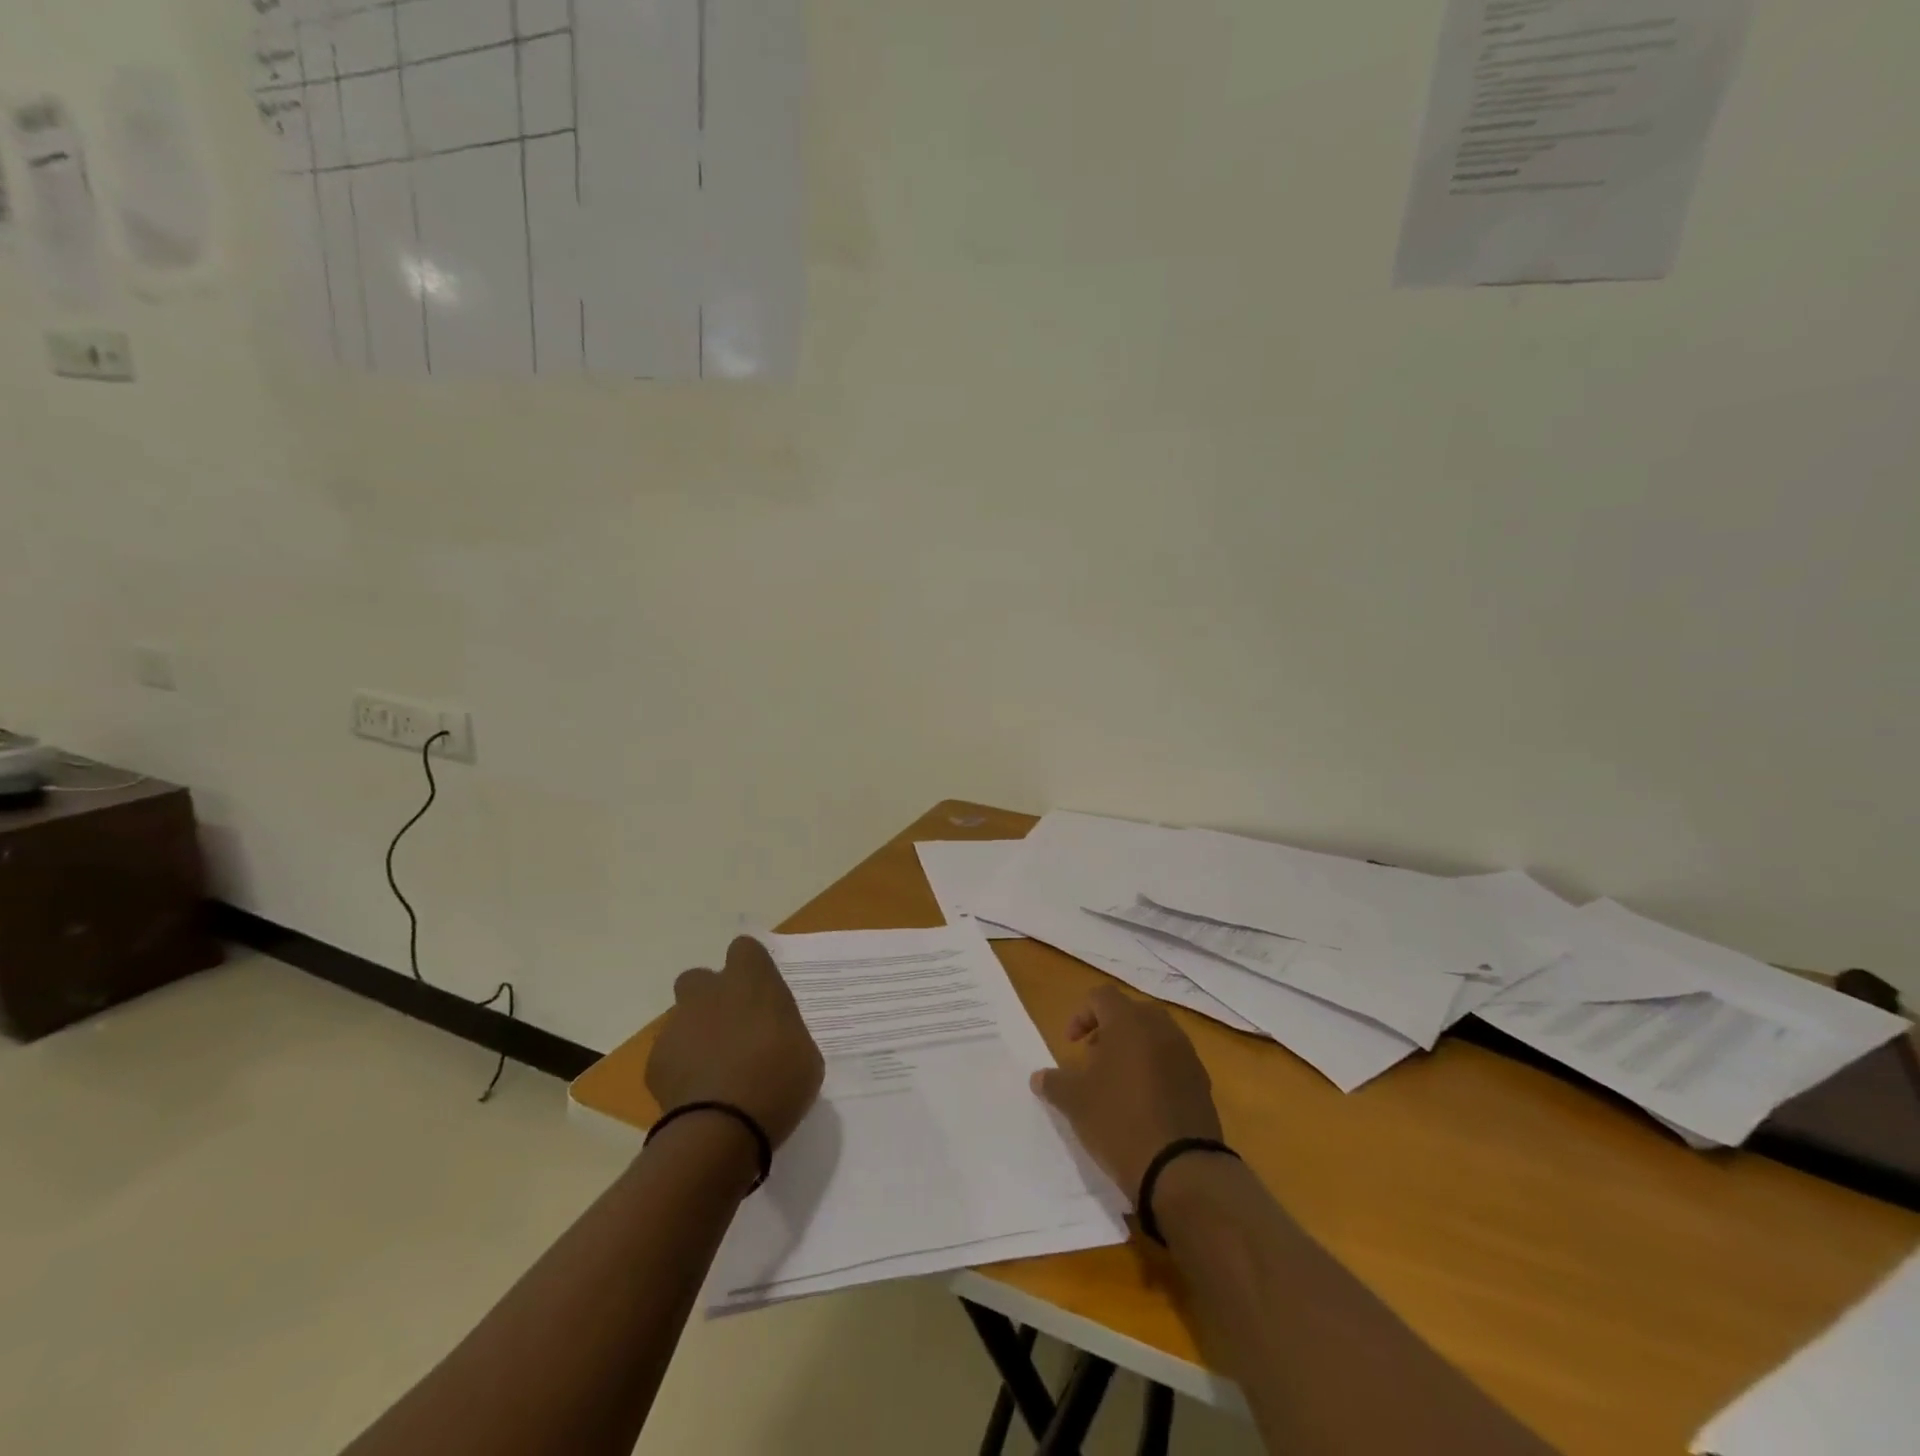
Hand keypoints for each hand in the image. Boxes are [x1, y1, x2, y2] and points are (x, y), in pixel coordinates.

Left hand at [647, 937, 824, 1149]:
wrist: (722, 1129)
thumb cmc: (778, 1081)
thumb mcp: (804, 1054)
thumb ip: (784, 1034)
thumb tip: (775, 1040)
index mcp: (752, 981)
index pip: (745, 949)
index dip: (751, 967)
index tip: (761, 992)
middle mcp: (710, 993)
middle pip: (701, 978)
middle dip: (711, 997)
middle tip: (733, 1028)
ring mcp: (678, 1026)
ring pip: (683, 1018)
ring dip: (696, 1034)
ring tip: (715, 1070)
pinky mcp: (655, 1062)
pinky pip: (669, 1056)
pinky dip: (681, 1069)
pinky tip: (698, 1095)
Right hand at [1032, 986, 1222, 1198]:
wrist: (1181, 1169)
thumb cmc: (1119, 1122)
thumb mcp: (1075, 1103)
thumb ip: (1054, 1083)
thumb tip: (1038, 1077)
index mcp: (1128, 1022)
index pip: (1101, 996)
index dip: (1081, 1014)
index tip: (1071, 1044)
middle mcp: (1161, 1028)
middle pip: (1131, 1012)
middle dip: (1109, 1029)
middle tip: (1094, 1059)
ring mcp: (1186, 1054)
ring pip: (1155, 1035)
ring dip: (1134, 1048)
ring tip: (1118, 1083)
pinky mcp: (1202, 1082)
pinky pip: (1173, 1060)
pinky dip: (1156, 1069)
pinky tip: (1144, 1103)